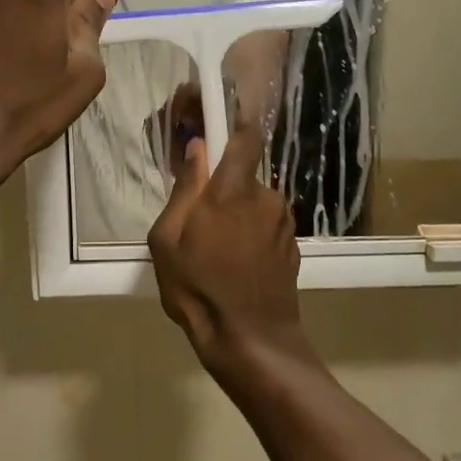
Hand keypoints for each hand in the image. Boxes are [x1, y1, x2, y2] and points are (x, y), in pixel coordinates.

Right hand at [148, 104, 308, 380]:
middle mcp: (266, 196)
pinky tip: (235, 263)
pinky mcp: (291, 244)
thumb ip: (184, 189)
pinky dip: (250, 232)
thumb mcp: (168, 240)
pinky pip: (265, 224)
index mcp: (233, 189)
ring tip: (214, 248)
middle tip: (196, 216)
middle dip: (220, 185)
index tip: (215, 121)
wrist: (252, 340)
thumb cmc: (199, 288)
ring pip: (253, 201)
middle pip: (242, 173)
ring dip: (235, 212)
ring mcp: (283, 220)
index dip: (233, 120)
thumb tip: (196, 149)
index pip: (244, 135)